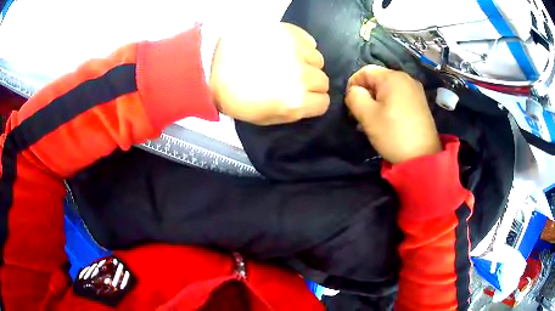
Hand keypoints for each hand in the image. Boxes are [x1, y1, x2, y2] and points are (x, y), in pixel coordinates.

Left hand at [210, 23, 329, 124]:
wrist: (212, 66)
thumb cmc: (236, 97)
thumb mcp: (266, 118)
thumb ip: (295, 113)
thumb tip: (310, 102)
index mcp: (296, 101)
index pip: (324, 102)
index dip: (313, 102)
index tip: (302, 97)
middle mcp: (302, 75)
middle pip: (323, 80)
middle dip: (310, 83)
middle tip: (291, 79)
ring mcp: (295, 50)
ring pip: (318, 59)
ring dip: (306, 63)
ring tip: (287, 62)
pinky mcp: (288, 32)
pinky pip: (309, 41)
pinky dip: (302, 46)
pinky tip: (286, 49)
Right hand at [345, 65, 440, 163]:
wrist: (423, 157)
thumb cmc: (393, 134)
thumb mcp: (367, 115)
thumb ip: (354, 97)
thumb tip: (354, 91)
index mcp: (393, 77)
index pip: (364, 71)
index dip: (353, 85)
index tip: (350, 104)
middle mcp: (406, 78)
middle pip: (377, 80)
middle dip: (366, 95)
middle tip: (361, 115)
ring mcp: (416, 90)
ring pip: (388, 89)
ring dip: (377, 102)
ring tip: (373, 121)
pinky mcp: (420, 103)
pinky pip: (399, 97)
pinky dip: (389, 105)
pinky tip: (388, 121)